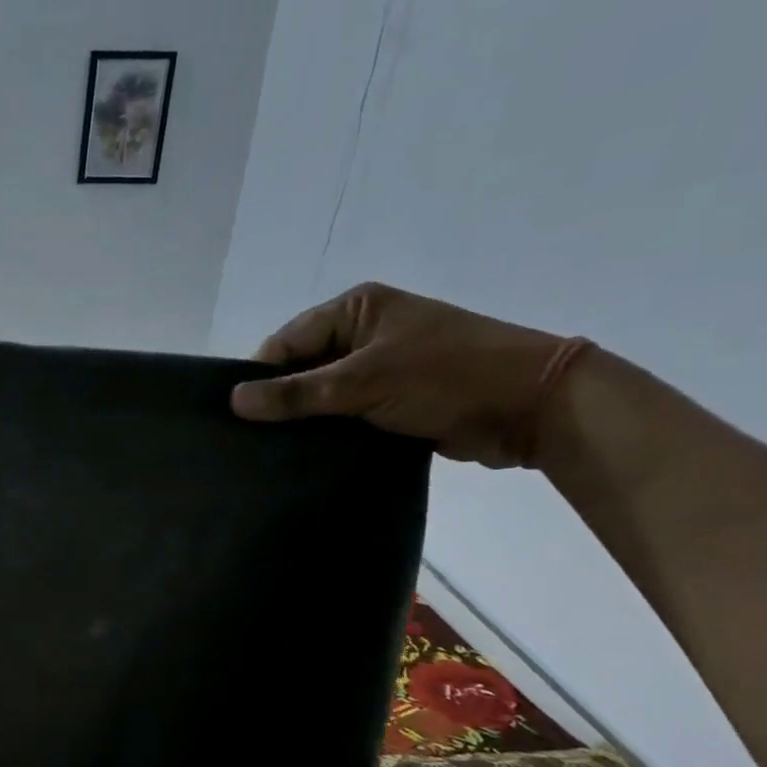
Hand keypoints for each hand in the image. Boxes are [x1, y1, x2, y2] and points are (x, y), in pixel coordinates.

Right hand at [228, 283, 590, 467]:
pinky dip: (328, 434)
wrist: (533, 407)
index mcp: (356, 309)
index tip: (236, 416)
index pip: (286, 342)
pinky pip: (345, 415)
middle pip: (301, 369)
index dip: (260, 377)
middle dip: (279, 402)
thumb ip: (296, 393)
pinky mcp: (393, 400)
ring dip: (304, 422)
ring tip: (270, 454)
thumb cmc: (445, 376)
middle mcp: (365, 333)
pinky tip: (305, 457)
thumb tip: (233, 400)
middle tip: (249, 440)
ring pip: (322, 396)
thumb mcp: (363, 381)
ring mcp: (380, 368)